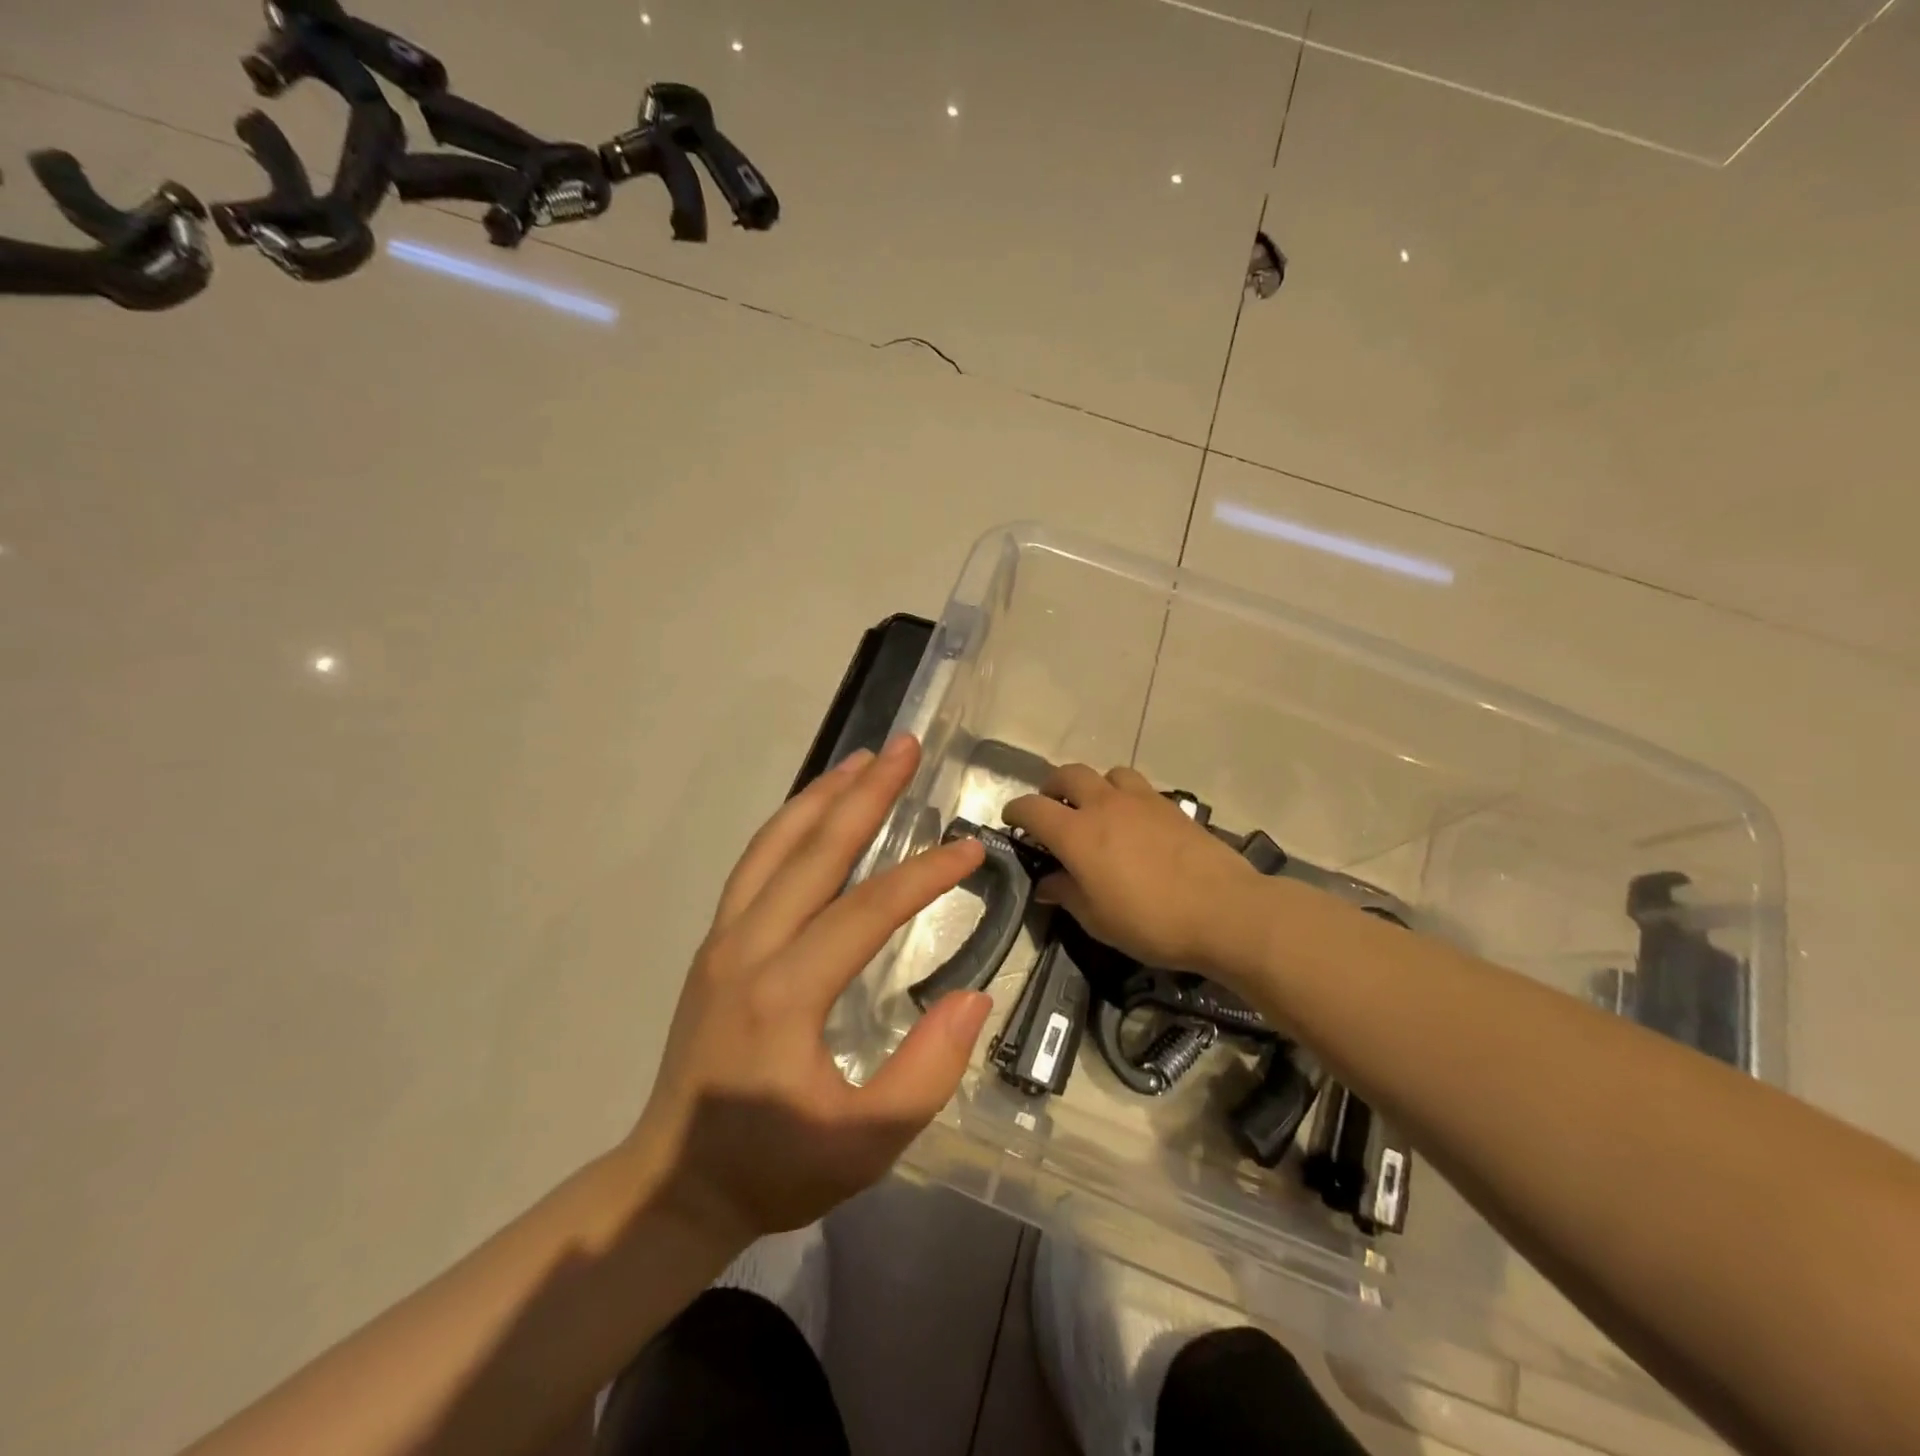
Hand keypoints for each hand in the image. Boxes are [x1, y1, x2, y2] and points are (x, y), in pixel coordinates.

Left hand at [628, 735, 992, 1250]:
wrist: (674, 1184)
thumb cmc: (775, 1167)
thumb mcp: (866, 1143)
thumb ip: (927, 1072)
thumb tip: (971, 997)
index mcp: (786, 993)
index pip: (868, 909)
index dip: (925, 875)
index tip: (971, 849)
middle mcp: (748, 948)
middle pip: (816, 851)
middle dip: (867, 794)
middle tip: (906, 748)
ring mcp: (723, 939)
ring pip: (775, 845)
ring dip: (823, 796)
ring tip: (863, 759)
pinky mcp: (716, 943)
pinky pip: (755, 865)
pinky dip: (789, 824)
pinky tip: (814, 808)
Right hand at [1003, 764, 1265, 974]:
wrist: (1224, 911)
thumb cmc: (1151, 922)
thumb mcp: (1097, 920)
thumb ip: (1066, 894)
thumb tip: (1047, 882)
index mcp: (1077, 833)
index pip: (1033, 808)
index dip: (1016, 811)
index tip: (1011, 821)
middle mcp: (1104, 805)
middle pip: (1068, 774)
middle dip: (1052, 787)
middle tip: (1051, 808)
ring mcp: (1140, 800)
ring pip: (1107, 773)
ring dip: (1093, 785)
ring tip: (1096, 809)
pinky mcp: (1171, 805)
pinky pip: (1138, 787)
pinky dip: (1125, 796)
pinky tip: (1134, 822)